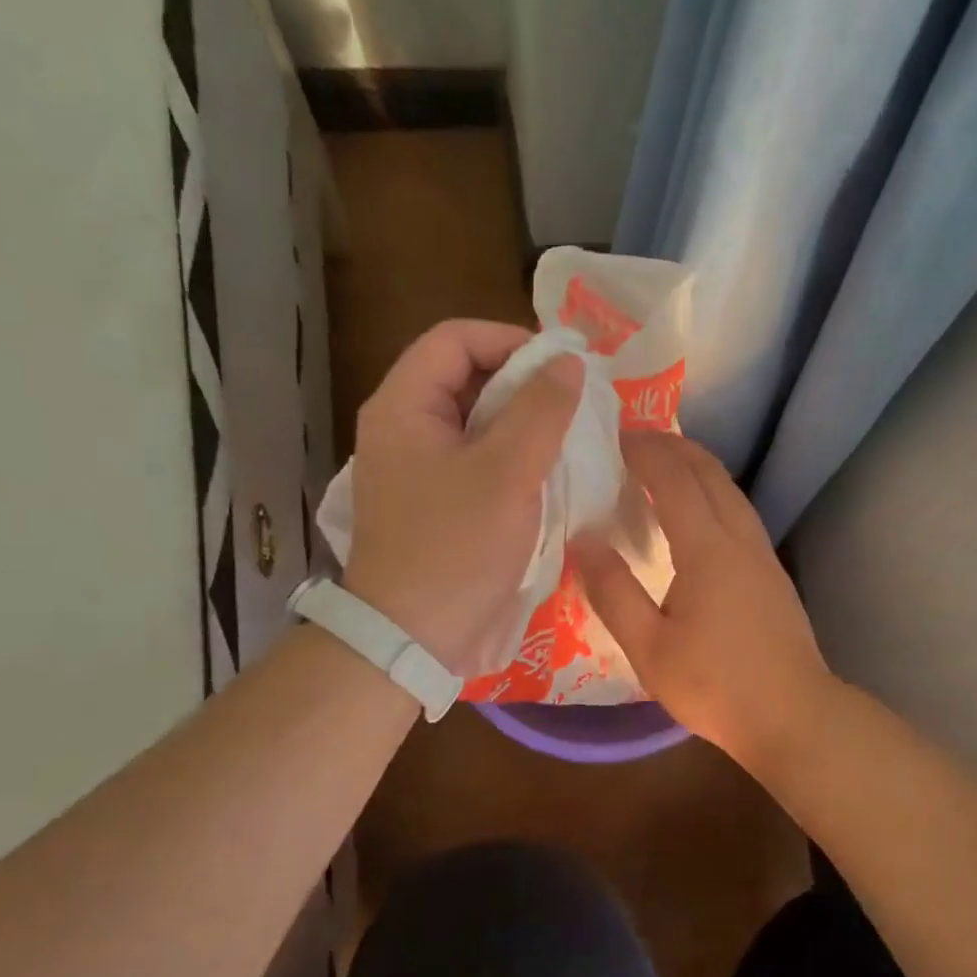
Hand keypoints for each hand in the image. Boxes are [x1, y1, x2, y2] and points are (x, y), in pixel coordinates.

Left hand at [343, 319, 583, 676]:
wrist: (413, 638)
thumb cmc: (457, 548)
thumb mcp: (508, 473)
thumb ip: (541, 410)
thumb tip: (569, 362)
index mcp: (404, 406)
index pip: (455, 339)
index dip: (511, 340)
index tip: (562, 368)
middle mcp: (403, 427)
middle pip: (465, 377)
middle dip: (523, 383)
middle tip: (574, 404)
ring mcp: (417, 468)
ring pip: (476, 422)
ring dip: (523, 423)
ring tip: (569, 438)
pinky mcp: (435, 501)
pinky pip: (477, 460)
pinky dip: (513, 457)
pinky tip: (548, 474)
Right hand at [574, 431, 834, 772]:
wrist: (793, 715)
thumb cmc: (715, 685)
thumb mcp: (649, 647)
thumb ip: (613, 591)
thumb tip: (584, 539)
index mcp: (707, 549)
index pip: (675, 479)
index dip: (645, 451)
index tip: (614, 436)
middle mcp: (740, 538)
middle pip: (709, 472)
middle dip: (673, 446)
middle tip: (635, 440)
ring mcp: (763, 553)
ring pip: (730, 490)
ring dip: (697, 466)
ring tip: (663, 465)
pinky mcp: (773, 572)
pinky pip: (739, 511)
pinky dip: (712, 492)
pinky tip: (697, 513)